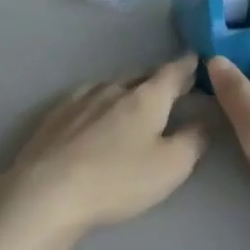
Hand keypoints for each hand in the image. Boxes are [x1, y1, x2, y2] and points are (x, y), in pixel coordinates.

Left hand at [0, 55, 207, 238]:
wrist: (47, 191)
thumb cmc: (117, 179)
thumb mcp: (170, 167)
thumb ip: (193, 141)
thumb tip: (203, 122)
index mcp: (146, 97)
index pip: (172, 72)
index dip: (187, 65)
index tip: (196, 58)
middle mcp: (113, 88)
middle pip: (141, 74)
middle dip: (157, 78)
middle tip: (169, 85)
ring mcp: (80, 98)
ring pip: (111, 84)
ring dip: (126, 88)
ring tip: (133, 99)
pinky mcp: (55, 114)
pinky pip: (85, 97)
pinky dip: (98, 101)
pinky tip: (94, 113)